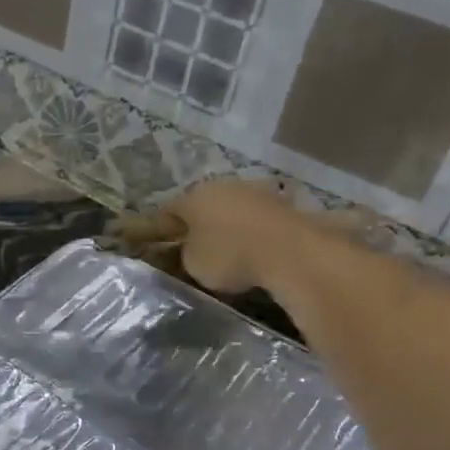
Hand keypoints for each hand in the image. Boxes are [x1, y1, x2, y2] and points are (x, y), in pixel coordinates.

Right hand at [155, 179, 309, 294]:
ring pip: (232, 208)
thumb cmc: (230, 255)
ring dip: (228, 225)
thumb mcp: (194, 264)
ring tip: (228, 248)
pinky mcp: (282, 203)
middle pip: (202, 205)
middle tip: (195, 246)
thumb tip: (193, 248)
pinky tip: (254, 248)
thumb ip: (187, 253)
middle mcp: (222, 186)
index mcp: (194, 196)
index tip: (159, 243)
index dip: (161, 228)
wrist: (290, 250)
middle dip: (198, 223)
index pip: (168, 210)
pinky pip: (256, 219)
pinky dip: (252, 231)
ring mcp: (255, 191)